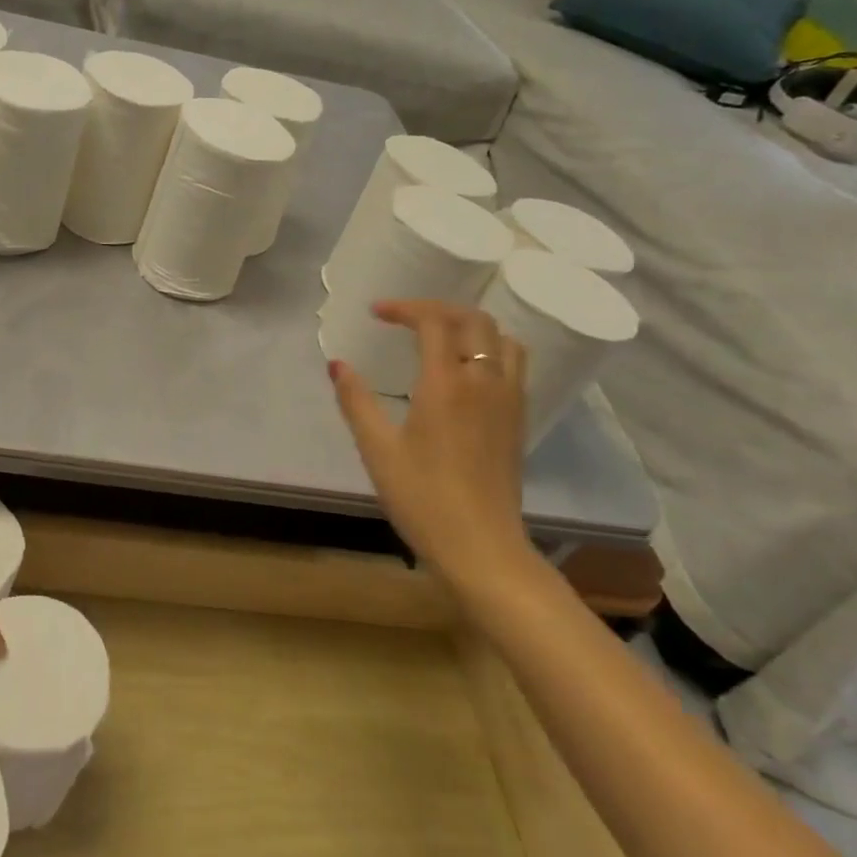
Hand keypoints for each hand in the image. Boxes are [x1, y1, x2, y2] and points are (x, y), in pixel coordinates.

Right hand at [329, 299, 534, 583]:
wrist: (482, 548)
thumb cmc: (423, 498)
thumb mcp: (377, 450)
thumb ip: (356, 401)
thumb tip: (338, 364)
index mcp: (446, 385)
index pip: (434, 322)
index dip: (404, 308)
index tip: (376, 313)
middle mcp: (484, 382)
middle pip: (474, 320)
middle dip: (438, 309)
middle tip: (406, 319)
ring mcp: (508, 401)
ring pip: (502, 339)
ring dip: (470, 326)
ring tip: (440, 337)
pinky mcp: (518, 420)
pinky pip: (513, 364)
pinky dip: (490, 349)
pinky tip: (466, 370)